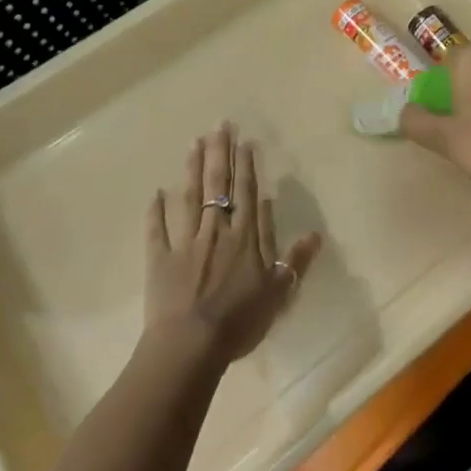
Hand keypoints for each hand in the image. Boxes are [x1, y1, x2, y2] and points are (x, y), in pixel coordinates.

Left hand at [145, 125, 320, 366]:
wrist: (191, 345)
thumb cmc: (239, 320)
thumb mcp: (278, 293)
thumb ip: (295, 261)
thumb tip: (315, 234)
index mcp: (245, 237)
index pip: (246, 193)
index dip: (246, 166)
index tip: (244, 140)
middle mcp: (216, 230)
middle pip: (218, 185)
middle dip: (220, 153)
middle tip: (220, 125)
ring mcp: (186, 242)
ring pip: (190, 198)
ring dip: (192, 169)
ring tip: (194, 143)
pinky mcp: (161, 260)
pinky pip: (157, 231)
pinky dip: (155, 212)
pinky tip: (155, 193)